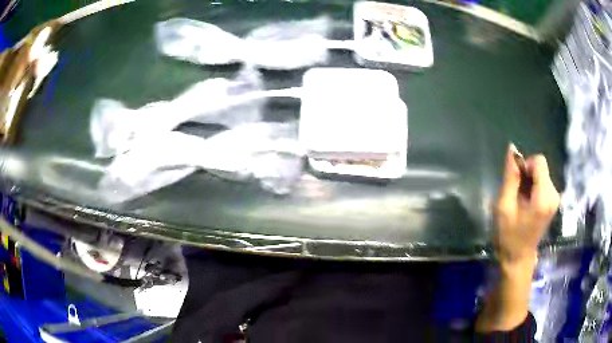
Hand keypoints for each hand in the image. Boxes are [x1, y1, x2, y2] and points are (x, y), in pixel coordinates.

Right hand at [476, 145, 559, 332]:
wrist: (518, 258)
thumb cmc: (509, 236)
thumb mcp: (504, 206)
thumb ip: (510, 177)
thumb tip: (512, 148)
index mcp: (544, 198)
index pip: (539, 162)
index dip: (525, 166)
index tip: (516, 183)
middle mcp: (554, 194)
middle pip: (540, 167)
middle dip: (526, 175)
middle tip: (516, 195)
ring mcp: (555, 198)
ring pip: (541, 173)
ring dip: (529, 181)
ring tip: (520, 201)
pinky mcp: (553, 201)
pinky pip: (543, 181)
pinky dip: (533, 187)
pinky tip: (526, 202)